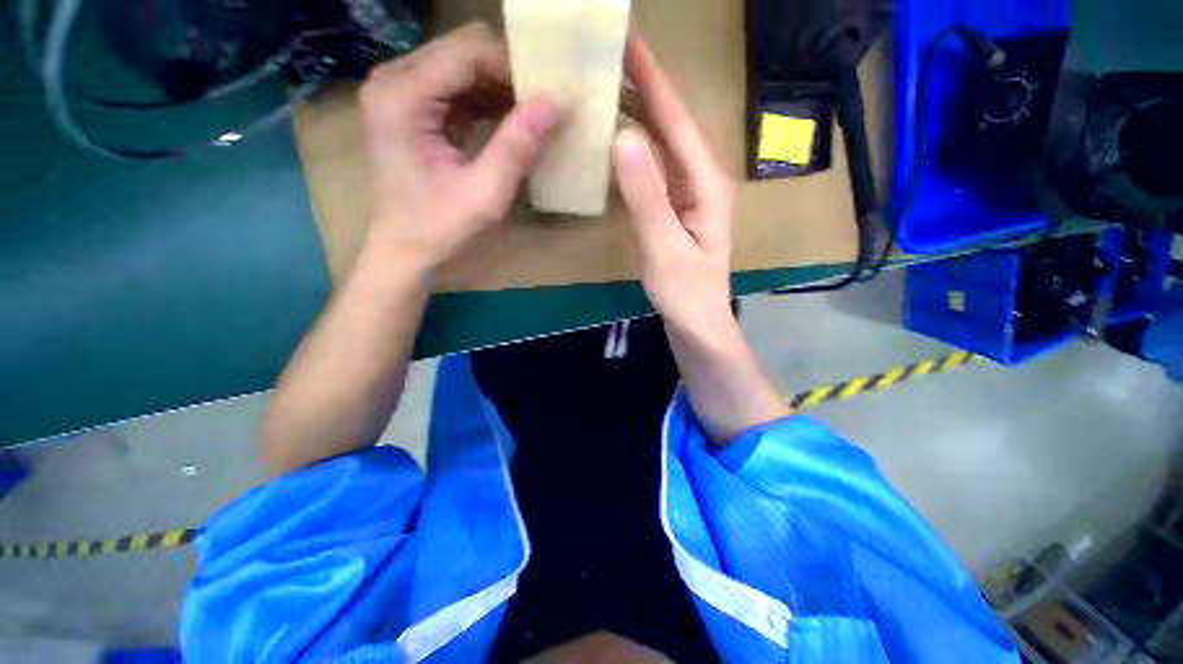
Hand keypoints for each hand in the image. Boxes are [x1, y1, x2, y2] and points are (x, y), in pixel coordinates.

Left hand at [359, 23, 558, 273]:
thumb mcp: (484, 194)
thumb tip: (557, 104)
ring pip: (462, 67)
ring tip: (530, 118)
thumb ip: (517, 147)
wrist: (404, 251)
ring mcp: (400, 92)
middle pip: (463, 52)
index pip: (468, 52)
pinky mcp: (410, 108)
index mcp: (403, 95)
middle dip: (507, 75)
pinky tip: (508, 125)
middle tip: (541, 107)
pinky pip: (456, 89)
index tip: (548, 94)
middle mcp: (394, 80)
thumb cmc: (439, 228)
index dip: (513, 67)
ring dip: (499, 89)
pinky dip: (486, 102)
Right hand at [613, 35, 736, 332]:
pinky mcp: (673, 213)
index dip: (652, 80)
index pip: (677, 121)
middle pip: (671, 127)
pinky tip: (616, 144)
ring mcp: (686, 197)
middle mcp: (700, 181)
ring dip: (637, 117)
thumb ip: (647, 197)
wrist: (697, 327)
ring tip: (606, 89)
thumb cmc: (687, 295)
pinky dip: (634, 153)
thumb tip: (623, 137)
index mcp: (706, 183)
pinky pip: (653, 173)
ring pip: (661, 148)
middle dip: (643, 89)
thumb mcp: (665, 248)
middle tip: (608, 58)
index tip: (627, 41)